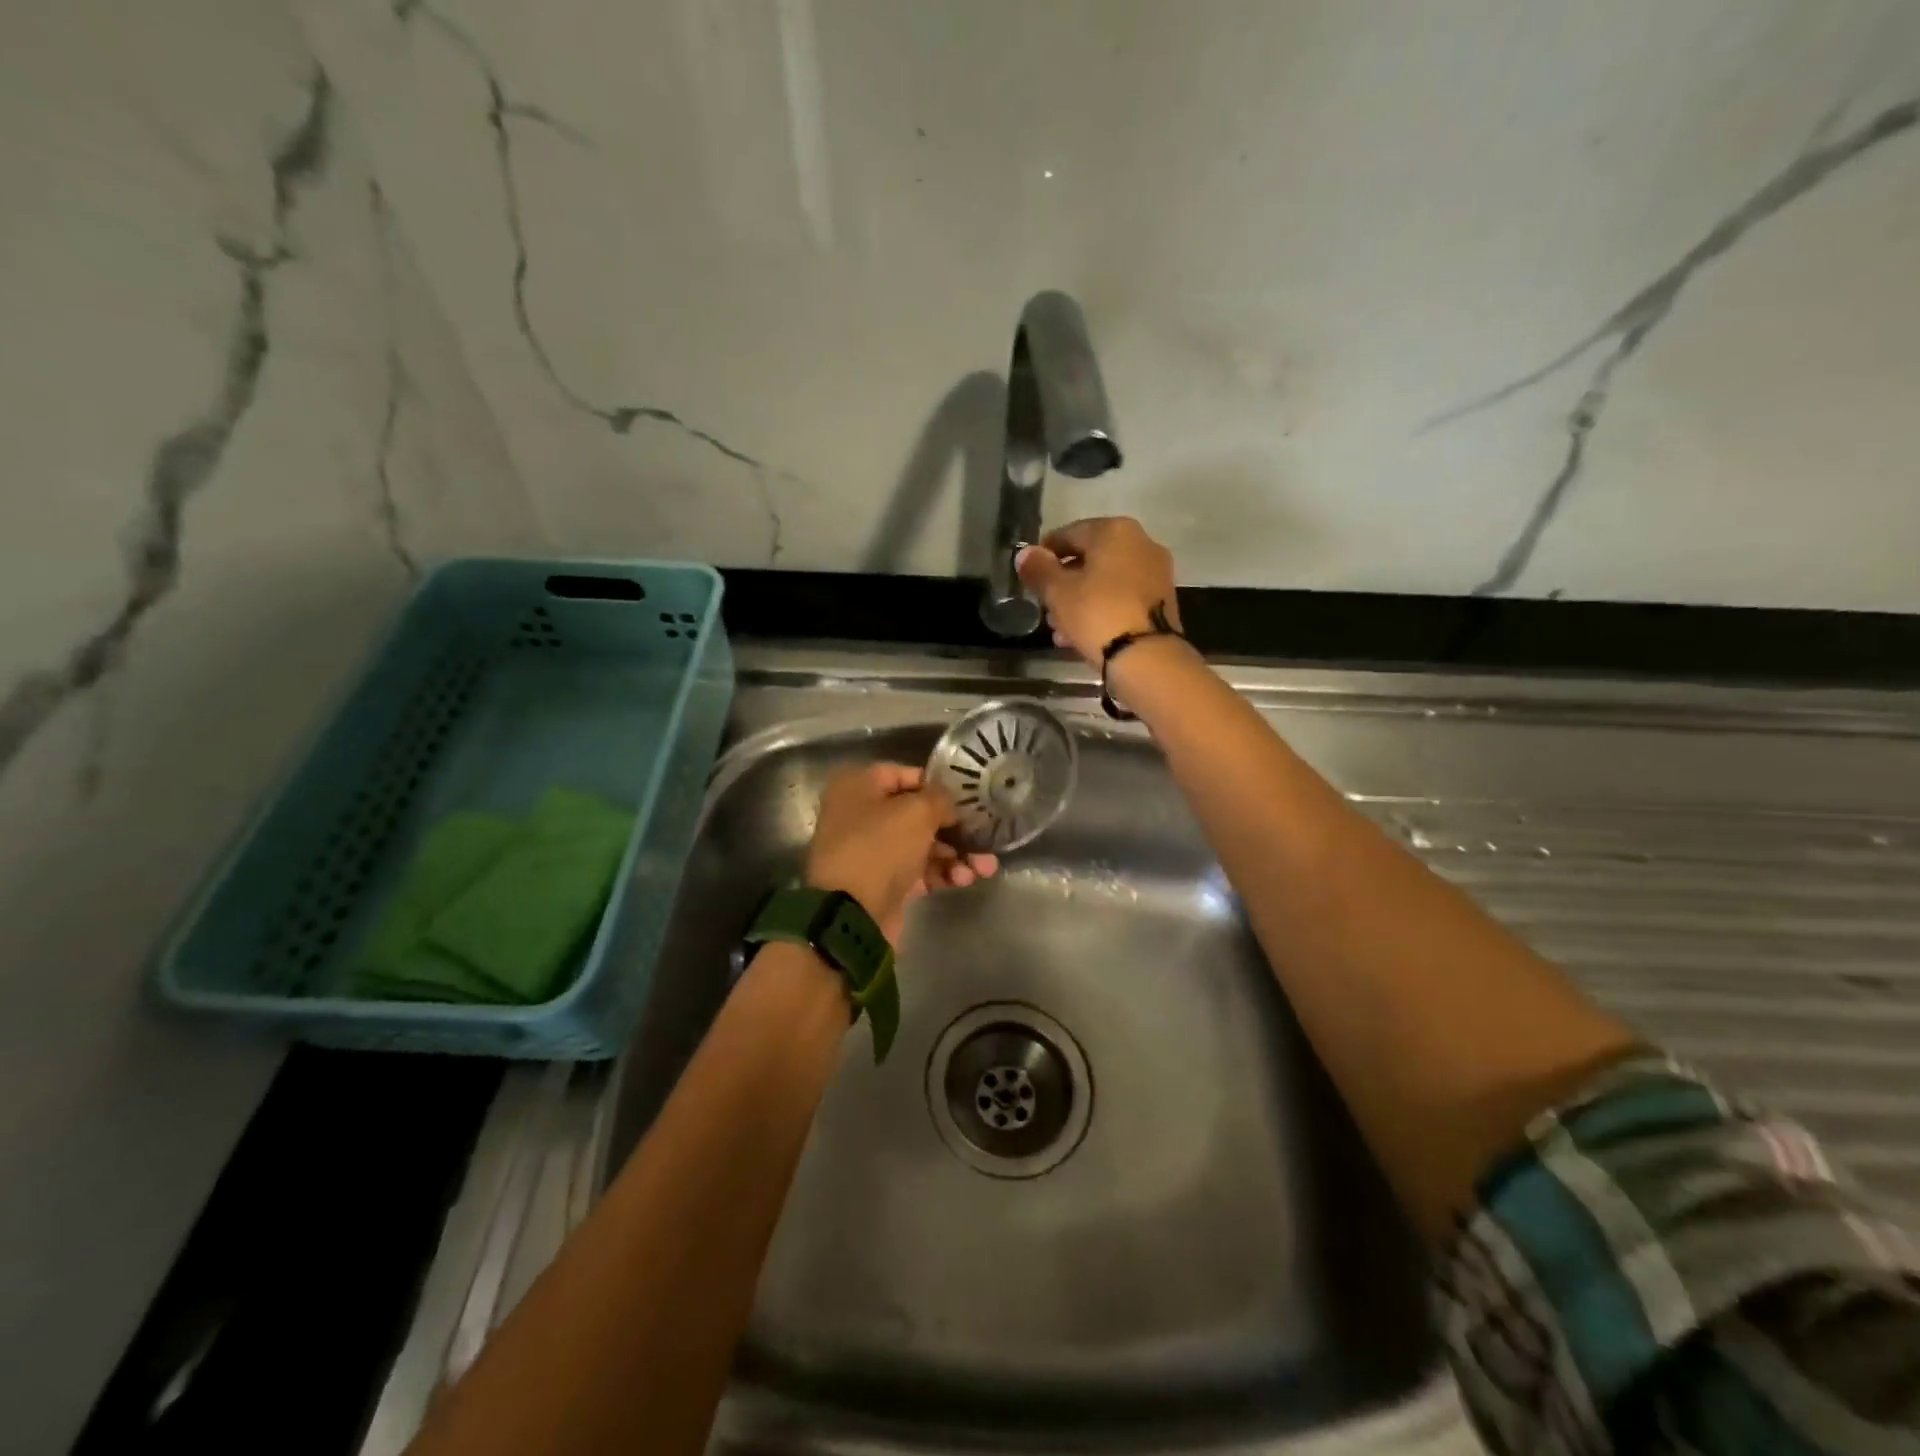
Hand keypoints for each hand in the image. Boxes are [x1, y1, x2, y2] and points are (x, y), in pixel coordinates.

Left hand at [805, 764, 998, 940]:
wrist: (851, 915)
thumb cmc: (880, 847)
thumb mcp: (917, 811)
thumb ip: (940, 799)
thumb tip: (949, 805)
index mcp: (858, 785)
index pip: (906, 775)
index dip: (939, 785)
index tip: (969, 797)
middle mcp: (860, 814)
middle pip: (916, 813)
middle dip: (955, 827)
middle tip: (985, 835)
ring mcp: (870, 850)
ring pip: (921, 845)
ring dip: (955, 854)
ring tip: (984, 867)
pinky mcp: (882, 883)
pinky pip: (918, 870)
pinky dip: (942, 873)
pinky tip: (965, 879)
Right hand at [1015, 516, 1182, 666]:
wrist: (1147, 657)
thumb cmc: (1097, 614)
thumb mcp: (1058, 592)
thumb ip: (1038, 569)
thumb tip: (1025, 554)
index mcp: (1115, 531)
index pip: (1068, 534)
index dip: (1045, 554)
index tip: (1030, 575)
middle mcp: (1141, 543)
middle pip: (1090, 559)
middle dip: (1064, 582)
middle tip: (1044, 605)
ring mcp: (1156, 572)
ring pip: (1106, 581)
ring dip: (1080, 600)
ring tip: (1059, 628)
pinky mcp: (1162, 601)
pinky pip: (1122, 598)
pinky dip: (1102, 610)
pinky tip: (1082, 635)